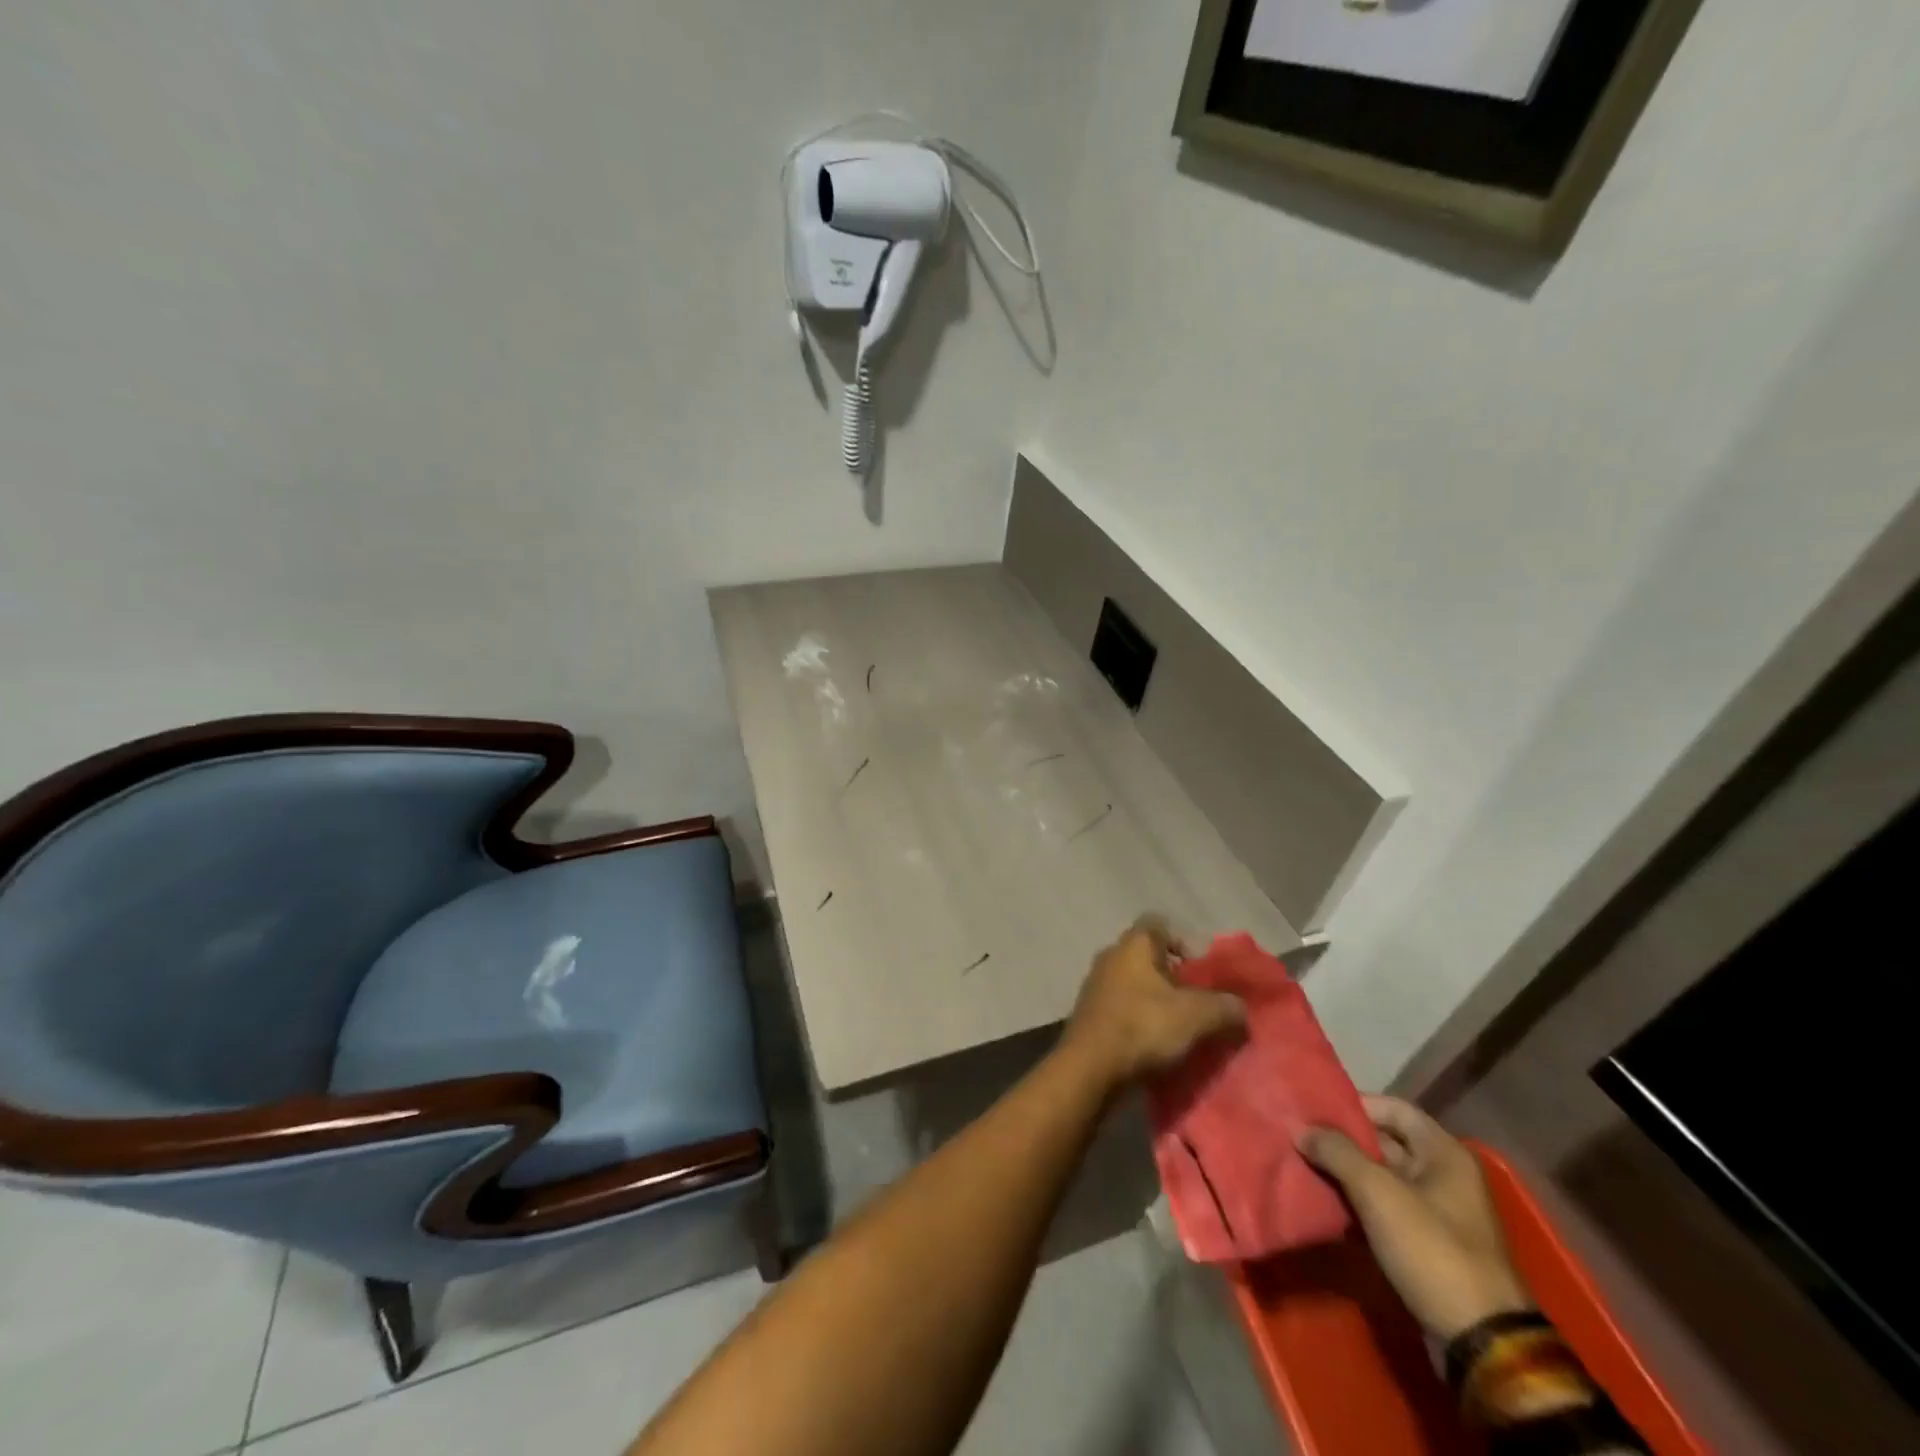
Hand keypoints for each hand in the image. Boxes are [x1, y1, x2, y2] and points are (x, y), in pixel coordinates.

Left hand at [1062, 916, 1245, 1089]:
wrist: (1089, 1067)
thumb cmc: (1143, 1027)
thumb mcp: (1197, 1016)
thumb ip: (1225, 1007)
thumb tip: (1240, 1008)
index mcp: (1134, 944)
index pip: (1160, 923)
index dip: (1185, 941)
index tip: (1202, 970)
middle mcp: (1111, 955)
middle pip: (1148, 955)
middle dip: (1175, 976)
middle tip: (1198, 1002)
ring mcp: (1096, 983)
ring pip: (1135, 982)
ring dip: (1157, 1000)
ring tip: (1181, 1027)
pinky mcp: (1090, 1012)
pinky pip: (1122, 1006)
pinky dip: (1140, 1018)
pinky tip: (1156, 1043)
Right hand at [1299, 1096, 1532, 1341]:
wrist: (1481, 1341)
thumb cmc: (1431, 1249)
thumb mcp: (1377, 1192)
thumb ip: (1336, 1152)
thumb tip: (1301, 1128)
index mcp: (1444, 1153)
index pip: (1392, 1107)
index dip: (1353, 1104)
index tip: (1312, 1109)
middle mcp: (1445, 1175)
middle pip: (1385, 1141)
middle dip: (1343, 1140)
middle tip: (1299, 1136)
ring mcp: (1438, 1212)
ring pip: (1382, 1177)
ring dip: (1345, 1173)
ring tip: (1302, 1165)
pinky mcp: (1428, 1244)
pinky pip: (1385, 1208)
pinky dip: (1357, 1203)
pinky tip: (1325, 1202)